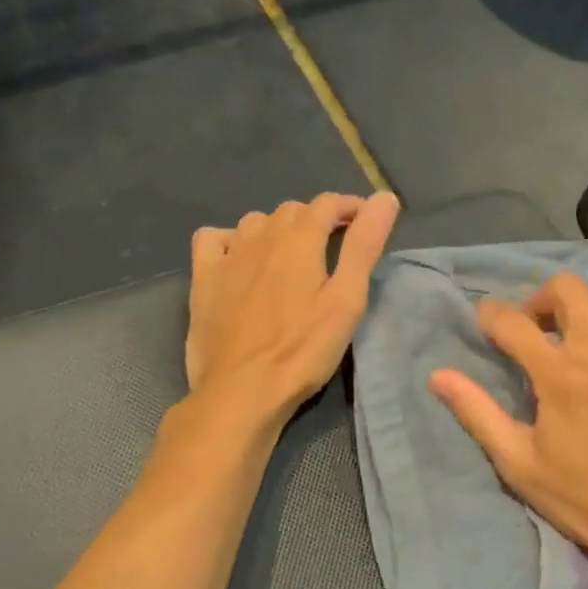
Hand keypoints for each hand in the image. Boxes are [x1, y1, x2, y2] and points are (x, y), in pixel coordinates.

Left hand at [186, 191, 399, 419]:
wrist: (240, 391)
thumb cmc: (302, 350)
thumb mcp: (346, 300)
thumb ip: (364, 246)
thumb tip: (384, 197)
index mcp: (299, 238)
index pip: (328, 203)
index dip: (350, 207)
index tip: (366, 223)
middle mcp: (261, 235)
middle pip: (293, 210)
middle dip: (317, 219)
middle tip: (334, 247)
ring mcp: (228, 255)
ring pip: (256, 222)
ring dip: (278, 229)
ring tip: (291, 257)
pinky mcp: (203, 278)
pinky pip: (214, 238)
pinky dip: (231, 239)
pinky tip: (240, 259)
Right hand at [429, 274, 587, 578]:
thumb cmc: (581, 496)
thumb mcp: (517, 461)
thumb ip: (477, 411)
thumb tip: (437, 375)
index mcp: (559, 374)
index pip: (514, 323)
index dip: (491, 315)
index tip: (483, 319)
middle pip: (569, 289)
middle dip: (542, 298)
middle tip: (535, 327)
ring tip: (583, 333)